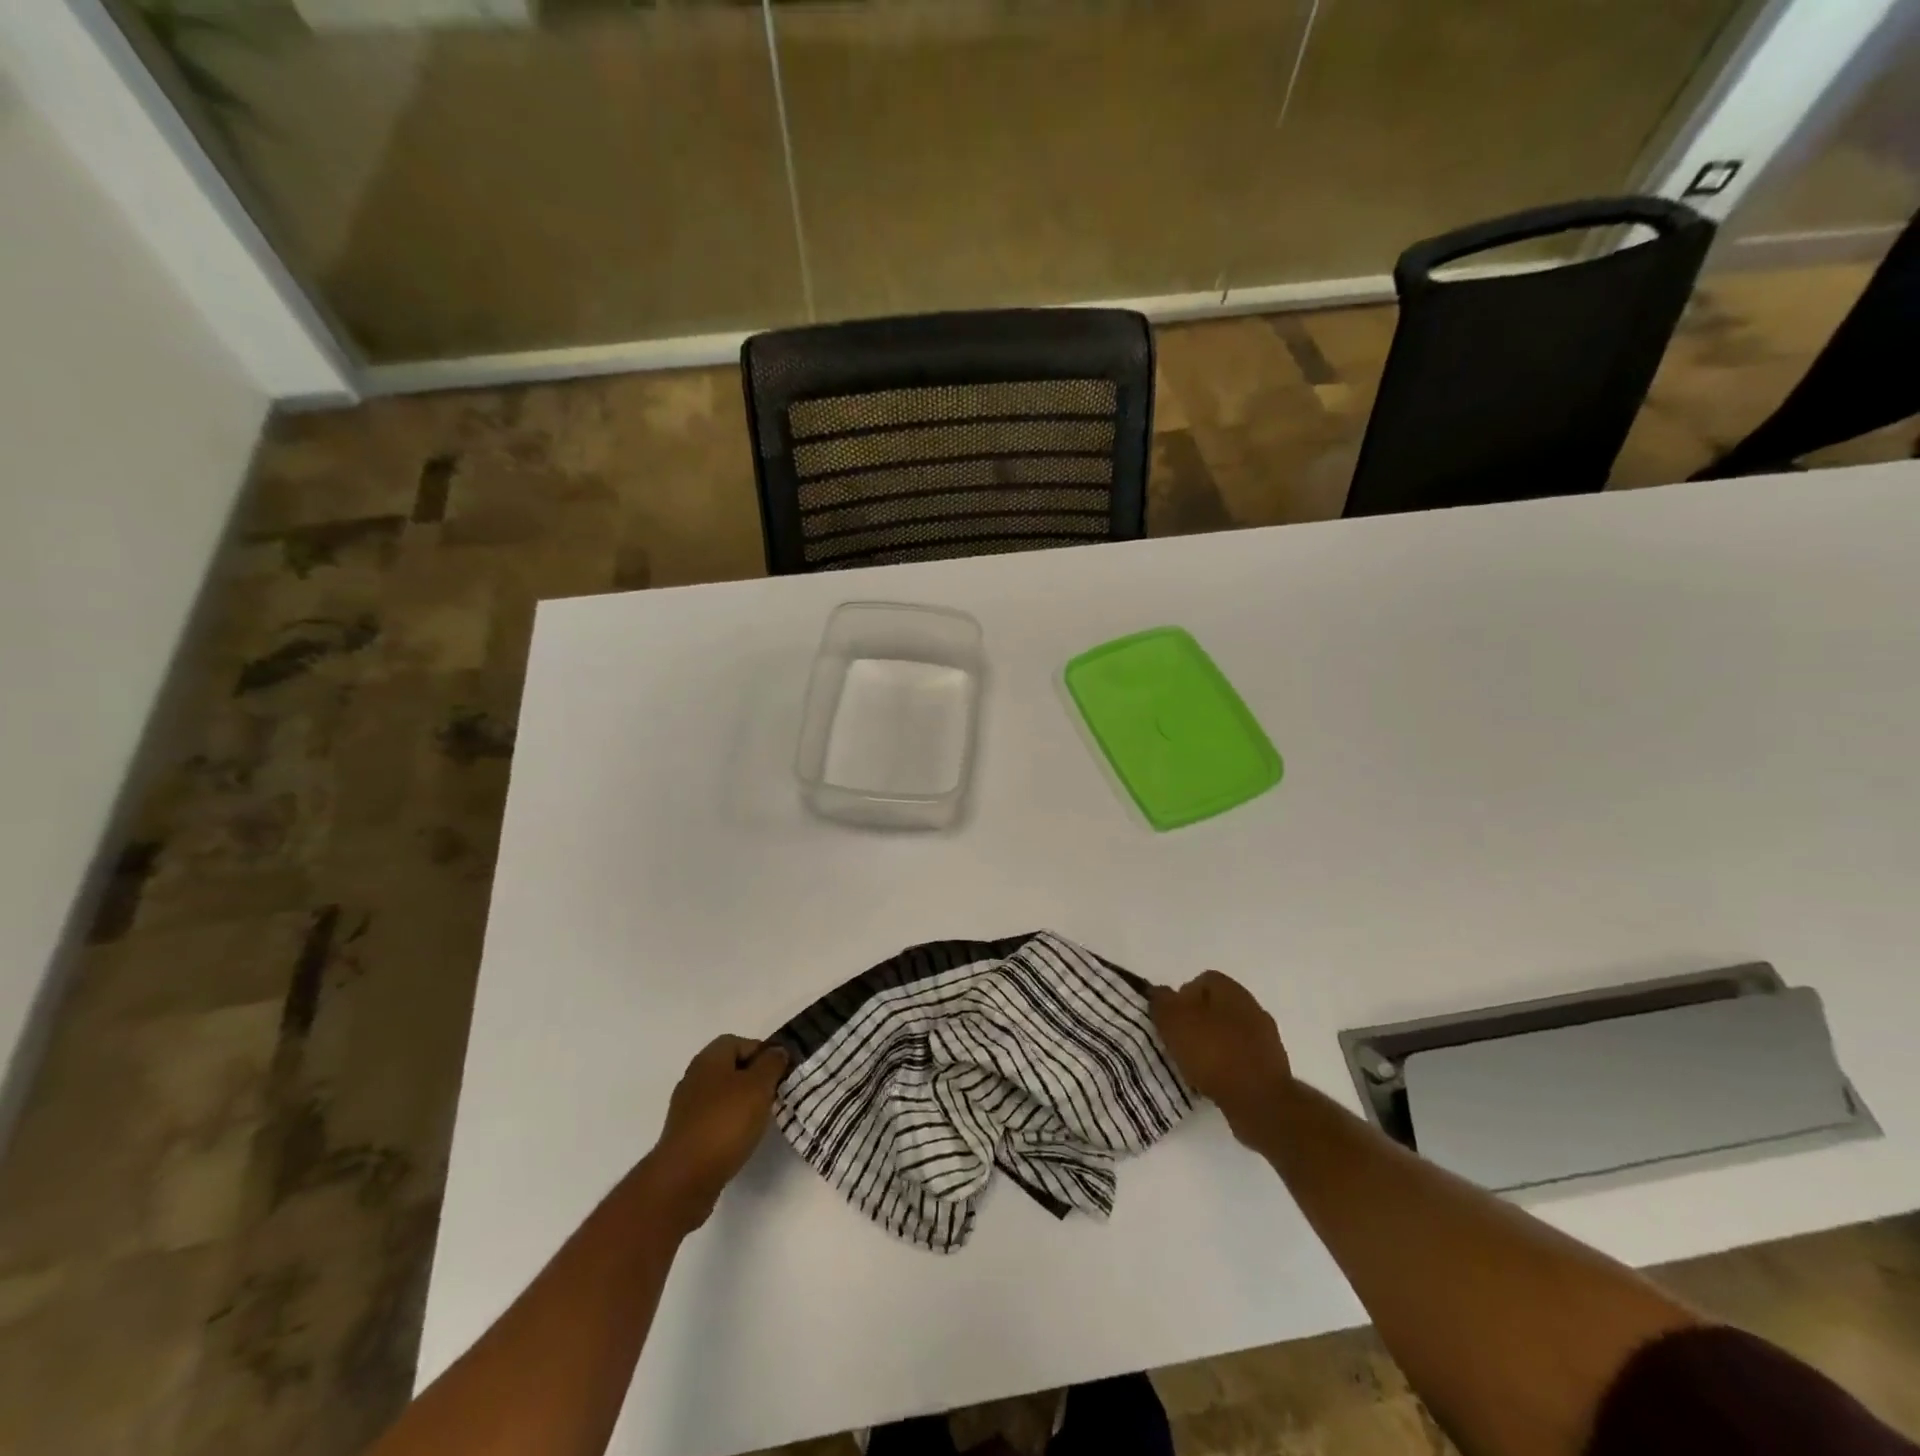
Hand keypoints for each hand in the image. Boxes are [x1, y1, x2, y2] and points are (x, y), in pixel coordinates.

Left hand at [644, 1035, 788, 1231]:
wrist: (684, 1178)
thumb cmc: (726, 1123)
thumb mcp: (759, 1086)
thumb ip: (771, 1064)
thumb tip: (776, 1051)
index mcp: (709, 1059)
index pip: (738, 1042)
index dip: (761, 1052)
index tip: (779, 1073)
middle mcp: (694, 1077)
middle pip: (729, 1068)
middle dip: (753, 1078)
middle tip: (772, 1095)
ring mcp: (686, 1108)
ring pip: (721, 1095)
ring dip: (741, 1103)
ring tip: (759, 1120)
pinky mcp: (684, 1135)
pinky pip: (713, 1119)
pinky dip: (728, 1124)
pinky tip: (739, 1140)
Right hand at [1151, 971, 1294, 1147]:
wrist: (1260, 1101)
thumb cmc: (1213, 1053)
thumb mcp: (1174, 1021)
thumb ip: (1162, 1001)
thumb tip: (1160, 992)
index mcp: (1231, 989)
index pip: (1201, 981)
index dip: (1181, 997)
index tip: (1170, 1020)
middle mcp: (1251, 1007)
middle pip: (1215, 1007)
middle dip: (1196, 1022)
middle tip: (1178, 1042)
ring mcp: (1265, 1038)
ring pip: (1228, 1034)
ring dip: (1211, 1046)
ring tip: (1193, 1067)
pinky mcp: (1271, 1067)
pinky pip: (1240, 1058)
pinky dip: (1226, 1066)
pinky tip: (1213, 1082)